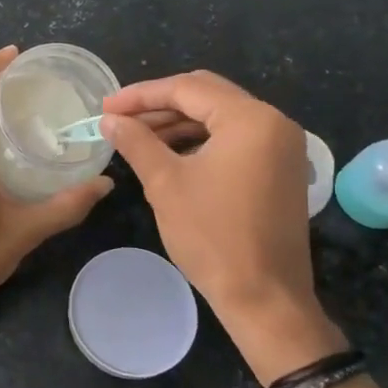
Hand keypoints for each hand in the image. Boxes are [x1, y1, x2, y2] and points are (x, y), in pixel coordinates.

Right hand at [102, 71, 345, 379]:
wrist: (265, 298)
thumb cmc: (213, 236)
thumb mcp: (165, 183)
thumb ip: (136, 142)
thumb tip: (110, 120)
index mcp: (250, 119)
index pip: (187, 88)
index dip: (141, 95)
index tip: (105, 107)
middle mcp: (274, 122)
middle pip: (207, 95)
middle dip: (159, 105)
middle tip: (119, 118)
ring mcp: (282, 147)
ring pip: (220, 118)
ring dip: (178, 123)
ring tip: (137, 137)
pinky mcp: (280, 169)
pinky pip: (235, 140)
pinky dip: (201, 141)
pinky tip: (169, 154)